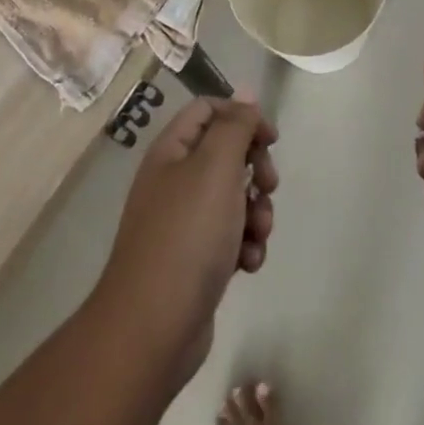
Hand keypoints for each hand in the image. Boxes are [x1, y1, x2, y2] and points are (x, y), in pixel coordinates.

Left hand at [97, 95, 277, 385]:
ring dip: (256, 211)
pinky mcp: (194, 261)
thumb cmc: (187, 236)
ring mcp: (183, 222)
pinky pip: (229, 238)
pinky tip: (248, 264)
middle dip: (256, 168)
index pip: (209, 109)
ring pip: (233, 198)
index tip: (271, 139)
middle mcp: (174, 180)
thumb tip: (245, 95)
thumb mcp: (216, 167)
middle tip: (270, 186)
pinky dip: (245, 245)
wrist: (152, 330)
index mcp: (172, 150)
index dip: (242, 116)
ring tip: (259, 234)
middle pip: (226, 153)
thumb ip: (235, 126)